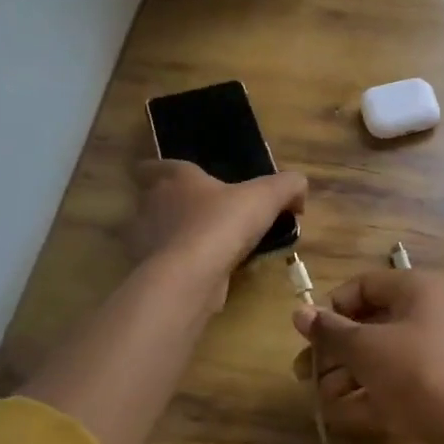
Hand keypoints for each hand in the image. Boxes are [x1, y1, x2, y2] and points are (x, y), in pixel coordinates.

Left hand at [128, 160, 306, 300]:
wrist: (189, 277)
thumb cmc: (222, 223)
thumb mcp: (267, 195)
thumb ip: (288, 185)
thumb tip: (299, 191)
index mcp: (174, 178)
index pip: (155, 166)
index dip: (167, 171)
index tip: (185, 180)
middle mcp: (151, 204)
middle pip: (157, 200)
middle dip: (179, 206)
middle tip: (210, 213)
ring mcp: (145, 241)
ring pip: (161, 234)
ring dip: (180, 238)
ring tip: (212, 246)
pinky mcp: (148, 273)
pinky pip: (166, 264)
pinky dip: (183, 266)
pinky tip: (207, 273)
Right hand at [291, 268, 443, 443]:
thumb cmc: (411, 370)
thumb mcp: (363, 346)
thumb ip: (330, 331)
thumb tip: (299, 313)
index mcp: (414, 291)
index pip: (364, 286)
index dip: (333, 307)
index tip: (309, 333)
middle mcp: (424, 316)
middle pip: (368, 325)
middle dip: (333, 349)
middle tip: (303, 371)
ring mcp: (428, 355)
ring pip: (377, 358)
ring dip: (343, 376)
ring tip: (316, 397)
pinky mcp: (429, 391)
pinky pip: (389, 386)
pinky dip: (363, 397)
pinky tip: (335, 415)